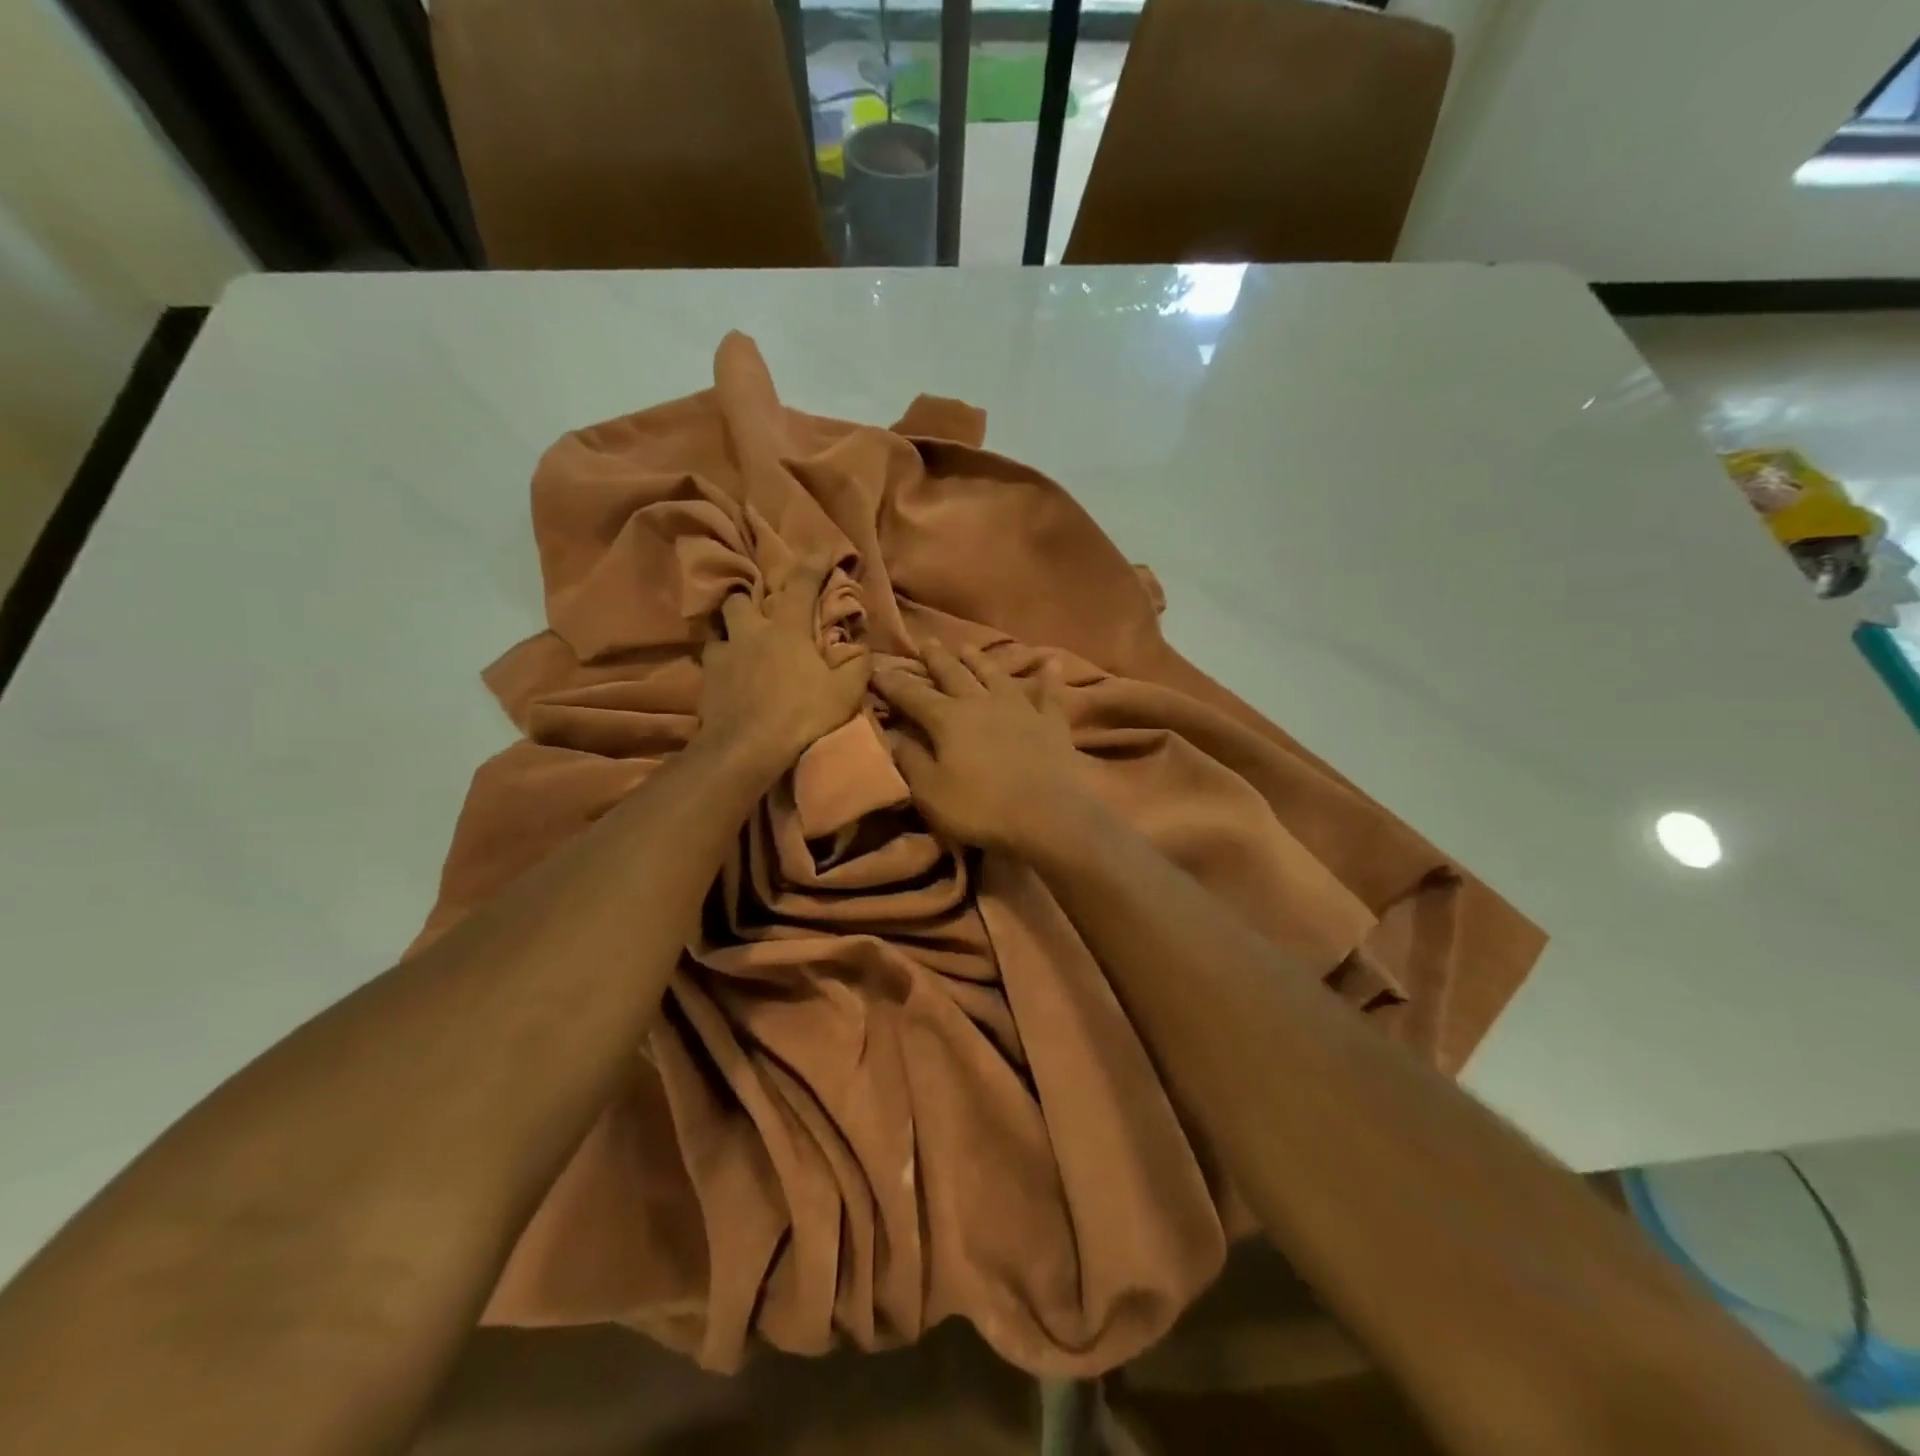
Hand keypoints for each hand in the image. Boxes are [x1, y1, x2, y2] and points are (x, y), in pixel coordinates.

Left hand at [700, 556, 870, 770]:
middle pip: (742, 598)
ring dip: (732, 629)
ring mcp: (724, 654)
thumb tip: (864, 651)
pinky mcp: (707, 679)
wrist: (746, 747)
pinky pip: (711, 659)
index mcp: (787, 630)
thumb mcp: (844, 694)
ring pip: (720, 626)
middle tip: (764, 609)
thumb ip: (858, 667)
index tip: (821, 550)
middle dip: (752, 596)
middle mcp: (752, 632)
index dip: (813, 563)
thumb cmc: (801, 715)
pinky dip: (721, 661)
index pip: (802, 584)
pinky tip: (728, 674)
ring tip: (741, 641)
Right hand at [875, 641, 1084, 853]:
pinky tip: (1052, 662)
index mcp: (947, 719)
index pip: (912, 695)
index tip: (875, 668)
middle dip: (936, 659)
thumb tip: (889, 733)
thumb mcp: (931, 791)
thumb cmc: (982, 807)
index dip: (892, 682)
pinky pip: (1050, 693)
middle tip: (925, 642)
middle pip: (953, 674)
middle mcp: (981, 703)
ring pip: (995, 675)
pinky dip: (1050, 677)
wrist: (1049, 814)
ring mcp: (1019, 708)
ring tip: (967, 647)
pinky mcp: (1051, 722)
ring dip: (980, 660)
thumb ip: (909, 759)